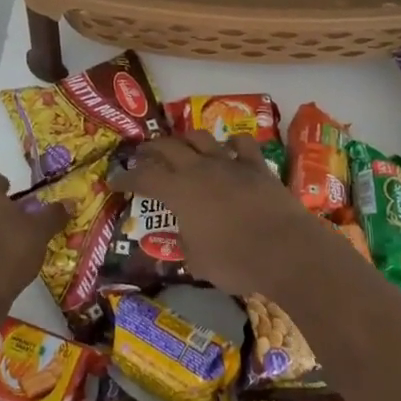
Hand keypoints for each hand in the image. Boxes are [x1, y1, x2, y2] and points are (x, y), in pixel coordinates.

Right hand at [109, 131, 347, 298]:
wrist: (285, 249)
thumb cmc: (235, 261)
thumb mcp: (198, 263)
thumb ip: (186, 245)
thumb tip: (184, 238)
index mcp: (178, 191)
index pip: (143, 178)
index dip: (126, 178)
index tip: (114, 180)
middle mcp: (199, 169)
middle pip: (167, 147)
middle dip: (150, 149)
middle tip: (141, 155)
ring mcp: (229, 163)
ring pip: (201, 137)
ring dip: (186, 140)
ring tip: (181, 146)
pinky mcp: (256, 165)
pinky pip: (241, 144)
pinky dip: (232, 144)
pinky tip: (230, 148)